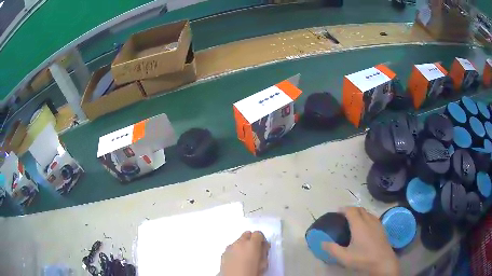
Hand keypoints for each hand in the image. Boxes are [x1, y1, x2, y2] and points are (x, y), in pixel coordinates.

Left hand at [220, 231, 269, 275]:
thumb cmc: (250, 273)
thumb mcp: (263, 263)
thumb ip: (264, 252)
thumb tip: (263, 248)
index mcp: (252, 244)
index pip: (258, 233)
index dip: (261, 239)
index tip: (263, 246)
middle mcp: (240, 243)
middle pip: (247, 234)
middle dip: (252, 240)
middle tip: (255, 250)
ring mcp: (230, 247)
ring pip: (238, 241)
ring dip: (243, 245)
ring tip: (246, 257)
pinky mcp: (224, 253)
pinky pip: (231, 247)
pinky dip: (235, 250)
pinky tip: (238, 260)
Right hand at [323, 207, 399, 275]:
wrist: (383, 262)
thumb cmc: (363, 258)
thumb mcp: (344, 257)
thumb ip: (332, 249)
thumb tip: (322, 242)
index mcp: (359, 225)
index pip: (351, 210)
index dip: (343, 209)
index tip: (336, 212)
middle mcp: (369, 220)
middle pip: (360, 209)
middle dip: (351, 209)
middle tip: (343, 216)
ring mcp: (377, 223)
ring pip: (367, 212)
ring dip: (359, 213)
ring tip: (353, 220)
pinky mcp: (382, 228)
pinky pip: (373, 217)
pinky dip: (366, 217)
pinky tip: (365, 227)